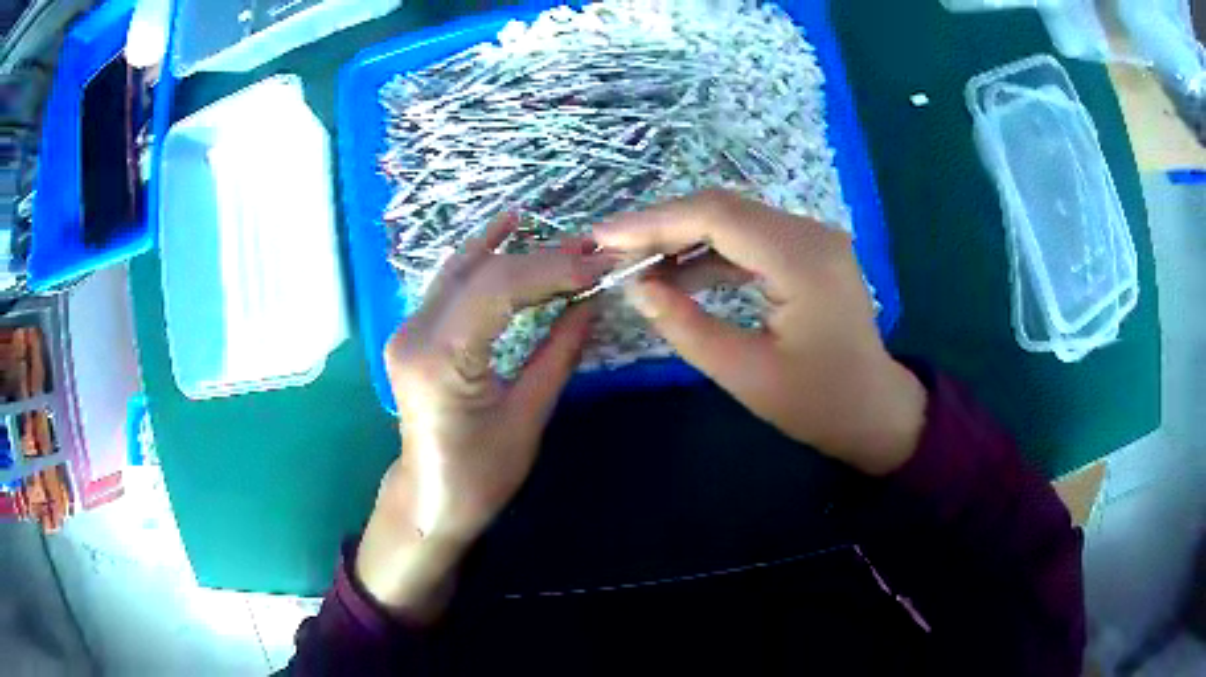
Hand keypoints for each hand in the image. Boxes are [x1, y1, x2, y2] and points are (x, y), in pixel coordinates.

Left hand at [356, 214, 611, 619]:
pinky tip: (505, 228)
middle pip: (481, 274)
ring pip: (463, 269)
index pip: (497, 289)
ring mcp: (407, 329)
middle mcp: (414, 334)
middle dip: (542, 260)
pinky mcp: (413, 331)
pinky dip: (482, 256)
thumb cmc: (480, 476)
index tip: (598, 266)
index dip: (552, 269)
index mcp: (440, 361)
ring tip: (565, 241)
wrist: (429, 498)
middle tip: (592, 255)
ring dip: (516, 252)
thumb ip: (559, 353)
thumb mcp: (528, 418)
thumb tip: (592, 302)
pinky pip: (451, 283)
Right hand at [594, 190, 926, 475]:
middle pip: (722, 209)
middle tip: (611, 249)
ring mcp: (812, 238)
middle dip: (661, 225)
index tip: (603, 237)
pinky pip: (749, 238)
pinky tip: (677, 272)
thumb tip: (635, 286)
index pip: (716, 217)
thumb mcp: (745, 374)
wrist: (875, 411)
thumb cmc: (818, 404)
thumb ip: (685, 326)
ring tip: (635, 261)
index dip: (653, 222)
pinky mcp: (807, 251)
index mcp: (802, 260)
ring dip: (682, 236)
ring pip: (732, 219)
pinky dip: (709, 251)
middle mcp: (810, 233)